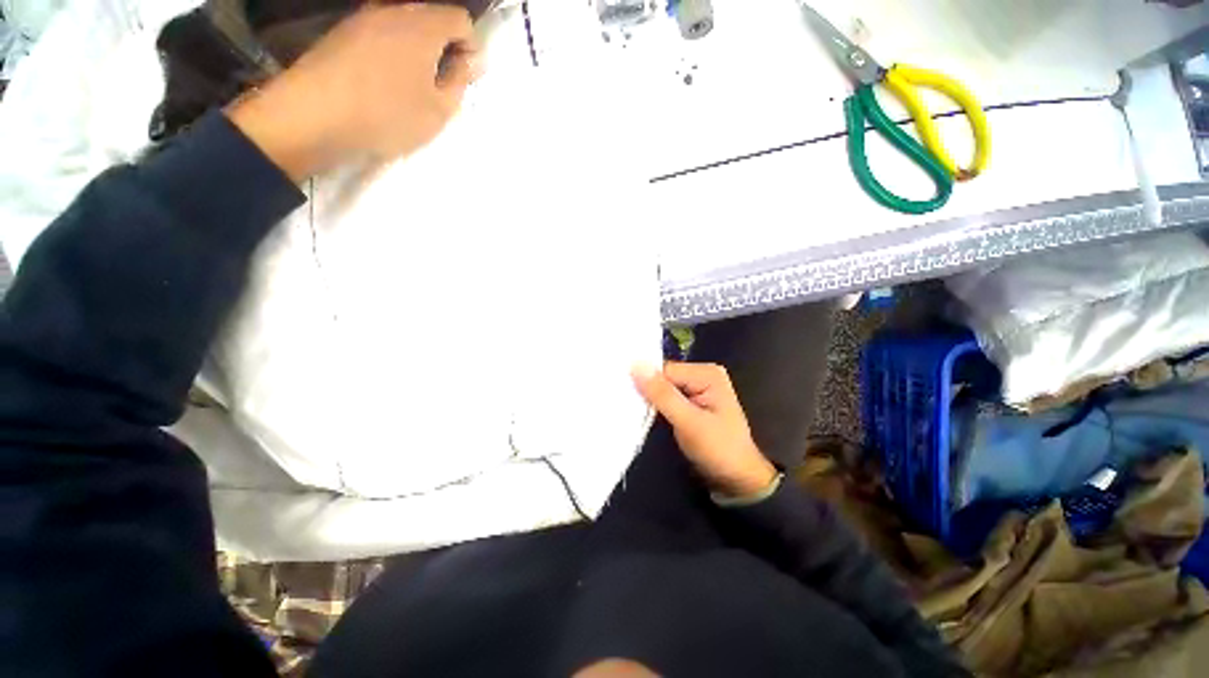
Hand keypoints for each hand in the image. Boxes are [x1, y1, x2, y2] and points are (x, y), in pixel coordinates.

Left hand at [227, 3, 481, 179]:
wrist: (315, 115)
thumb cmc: (387, 114)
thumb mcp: (439, 110)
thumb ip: (460, 81)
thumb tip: (469, 61)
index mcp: (423, 25)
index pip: (460, 19)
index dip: (470, 47)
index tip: (466, 77)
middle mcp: (393, 10)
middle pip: (431, 15)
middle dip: (444, 45)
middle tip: (442, 82)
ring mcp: (363, 17)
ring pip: (404, 24)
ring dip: (417, 48)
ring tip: (413, 83)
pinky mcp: (342, 32)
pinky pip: (380, 32)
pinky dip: (393, 50)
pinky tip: (386, 80)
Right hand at [632, 362, 777, 496]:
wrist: (737, 480)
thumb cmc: (719, 450)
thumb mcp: (689, 423)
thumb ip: (662, 394)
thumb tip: (635, 365)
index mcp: (707, 373)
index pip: (665, 370)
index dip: (646, 383)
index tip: (625, 396)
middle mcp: (702, 375)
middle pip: (663, 378)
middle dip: (647, 392)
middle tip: (627, 406)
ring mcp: (697, 389)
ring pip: (662, 389)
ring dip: (650, 401)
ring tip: (633, 411)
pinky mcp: (690, 403)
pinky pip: (666, 399)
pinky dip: (656, 407)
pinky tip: (645, 415)